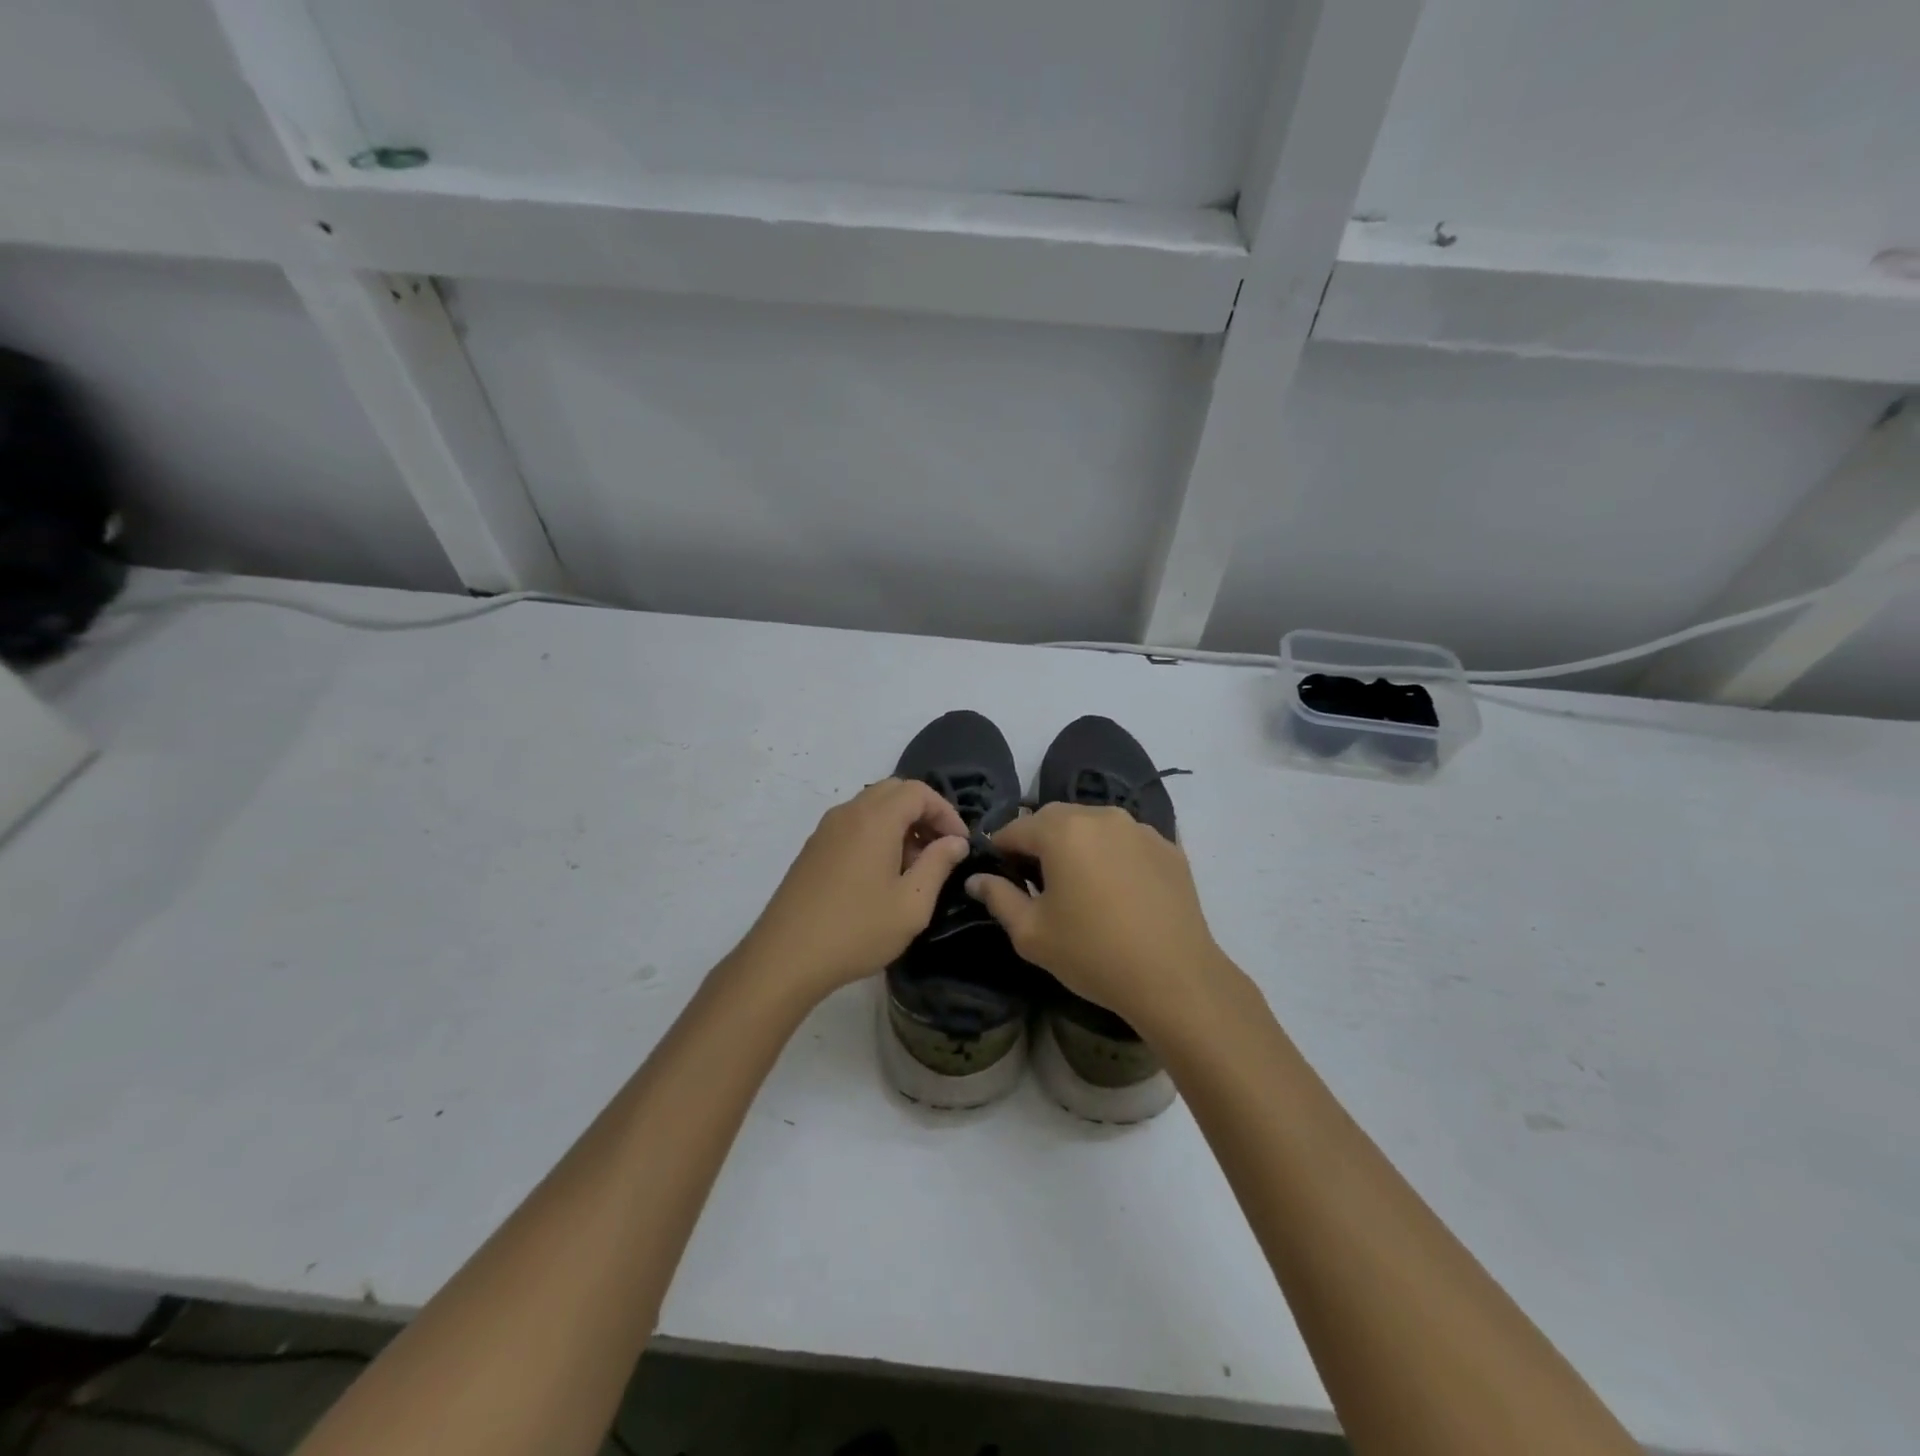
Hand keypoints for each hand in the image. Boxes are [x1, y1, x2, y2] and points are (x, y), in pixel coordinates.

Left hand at [739, 779, 969, 1001]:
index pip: (918, 791)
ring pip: (872, 807)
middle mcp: (848, 813)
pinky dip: (876, 834)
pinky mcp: (813, 848)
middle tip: (939, 849)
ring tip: (914, 865)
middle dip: (923, 813)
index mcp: (875, 819)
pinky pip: (853, 824)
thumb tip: (955, 842)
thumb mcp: (911, 904)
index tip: (959, 844)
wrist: (785, 957)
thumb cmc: (857, 930)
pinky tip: (882, 874)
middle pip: (894, 791)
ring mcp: (826, 829)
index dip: (945, 812)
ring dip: (899, 823)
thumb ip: (938, 864)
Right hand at [965, 803, 1226, 1030]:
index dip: (1000, 851)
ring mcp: (1140, 828)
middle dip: (1039, 843)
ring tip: (1081, 886)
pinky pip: (1127, 841)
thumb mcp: (1032, 933)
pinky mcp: (1169, 847)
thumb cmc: (1092, 954)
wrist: (1175, 978)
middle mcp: (1101, 816)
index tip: (1000, 878)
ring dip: (1078, 846)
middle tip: (1038, 884)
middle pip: (1055, 819)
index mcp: (1062, 830)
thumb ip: (998, 898)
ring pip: (1093, 826)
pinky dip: (1114, 855)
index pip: (1015, 828)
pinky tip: (1118, 891)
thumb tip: (977, 879)